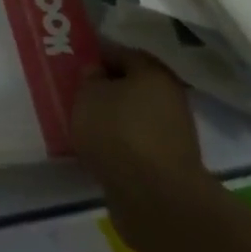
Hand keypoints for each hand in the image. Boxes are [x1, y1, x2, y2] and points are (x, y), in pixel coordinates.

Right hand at [70, 38, 207, 225]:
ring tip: (85, 124)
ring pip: (136, 115)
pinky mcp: (170, 163)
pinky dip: (122, 143)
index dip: (97, 56)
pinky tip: (102, 150)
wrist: (155, 198)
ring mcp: (174, 133)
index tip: (76, 66)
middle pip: (132, 85)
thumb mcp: (88, 95)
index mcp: (153, 72)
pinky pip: (139, 142)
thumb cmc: (118, 133)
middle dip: (107, 88)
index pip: (122, 53)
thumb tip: (97, 73)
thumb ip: (89, 78)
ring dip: (114, 118)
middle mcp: (170, 97)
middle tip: (79, 94)